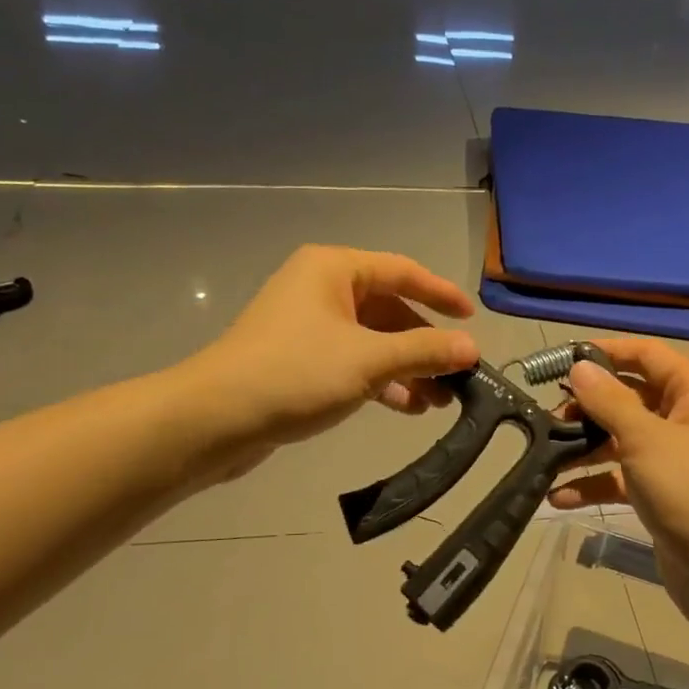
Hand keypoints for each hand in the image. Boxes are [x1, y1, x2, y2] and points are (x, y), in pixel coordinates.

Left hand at [192, 246, 478, 473]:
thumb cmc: (296, 373)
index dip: (441, 294)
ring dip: (406, 368)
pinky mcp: (300, 360)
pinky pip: (352, 362)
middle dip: (424, 345)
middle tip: (458, 374)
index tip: (472, 318)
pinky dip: (380, 381)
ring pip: (372, 340)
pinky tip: (406, 406)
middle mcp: (321, 289)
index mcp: (334, 270)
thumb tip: (472, 348)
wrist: (216, 419)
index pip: (402, 271)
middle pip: (389, 309)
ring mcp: (308, 326)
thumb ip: (424, 351)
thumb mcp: (369, 360)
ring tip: (439, 401)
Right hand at [547, 338, 688, 626]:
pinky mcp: (661, 492)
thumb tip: (580, 367)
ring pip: (622, 438)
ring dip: (585, 447)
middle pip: (630, 397)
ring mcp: (674, 457)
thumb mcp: (645, 438)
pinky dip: (594, 483)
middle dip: (589, 406)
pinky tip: (559, 496)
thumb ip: (608, 400)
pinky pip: (621, 476)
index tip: (562, 360)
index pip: (647, 354)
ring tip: (546, 455)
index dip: (606, 351)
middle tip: (548, 415)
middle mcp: (687, 418)